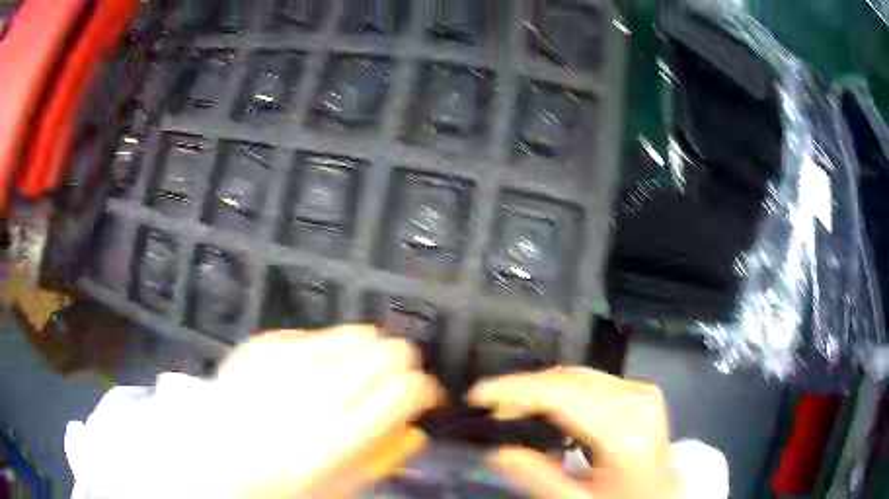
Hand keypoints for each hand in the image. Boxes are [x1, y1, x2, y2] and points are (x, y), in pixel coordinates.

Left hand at [210, 326, 442, 497]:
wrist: (212, 463)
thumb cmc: (280, 487)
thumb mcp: (343, 486)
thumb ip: (385, 453)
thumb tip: (414, 426)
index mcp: (346, 429)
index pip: (413, 388)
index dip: (426, 393)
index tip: (421, 401)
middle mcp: (321, 386)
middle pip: (394, 349)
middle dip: (401, 369)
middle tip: (388, 388)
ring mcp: (288, 359)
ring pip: (357, 332)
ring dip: (364, 355)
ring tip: (349, 377)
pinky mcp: (262, 345)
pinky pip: (310, 336)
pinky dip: (319, 352)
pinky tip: (304, 375)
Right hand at [469, 367, 682, 498]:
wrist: (661, 497)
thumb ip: (536, 476)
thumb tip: (497, 451)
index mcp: (626, 433)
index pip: (564, 395)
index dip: (516, 389)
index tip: (479, 394)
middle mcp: (639, 401)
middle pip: (571, 379)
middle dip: (525, 389)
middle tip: (492, 407)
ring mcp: (643, 393)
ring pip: (580, 375)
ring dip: (542, 389)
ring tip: (512, 408)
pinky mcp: (642, 392)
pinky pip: (594, 381)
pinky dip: (563, 391)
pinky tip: (547, 407)